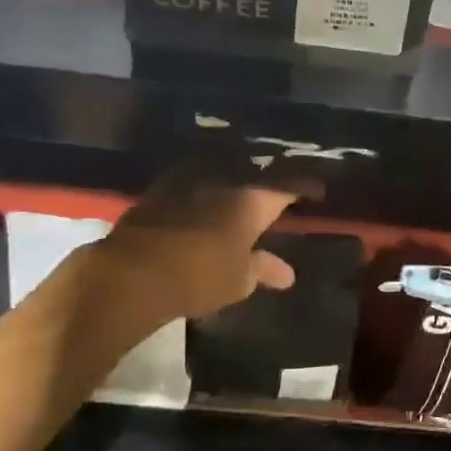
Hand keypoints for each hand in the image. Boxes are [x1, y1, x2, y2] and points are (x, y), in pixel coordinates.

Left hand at [89, 167, 309, 326]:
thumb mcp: (239, 280)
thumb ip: (264, 269)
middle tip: (282, 190)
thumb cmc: (198, 276)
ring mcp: (192, 178)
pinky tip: (211, 198)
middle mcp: (226, 178)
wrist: (133, 272)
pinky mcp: (164, 186)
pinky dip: (210, 187)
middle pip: (258, 172)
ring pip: (226, 171)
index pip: (290, 184)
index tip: (317, 191)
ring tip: (248, 192)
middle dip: (272, 180)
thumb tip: (287, 274)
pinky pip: (199, 179)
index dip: (307, 186)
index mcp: (253, 198)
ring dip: (240, 180)